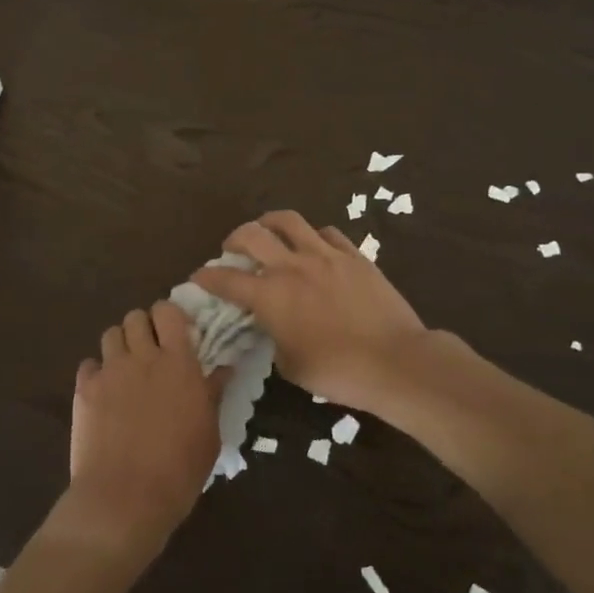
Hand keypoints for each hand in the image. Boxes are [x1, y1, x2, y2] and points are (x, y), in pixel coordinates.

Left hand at [57, 302, 225, 573]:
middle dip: (143, 328)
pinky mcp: (84, 389)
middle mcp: (142, 356)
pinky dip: (96, 372)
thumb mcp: (209, 434)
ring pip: (111, 333)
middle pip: (136, 316)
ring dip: (120, 345)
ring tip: (126, 369)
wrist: (125, 499)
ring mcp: (110, 370)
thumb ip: (213, 394)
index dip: (169, 317)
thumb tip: (224, 368)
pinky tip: (104, 393)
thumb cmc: (178, 471)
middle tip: (150, 352)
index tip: (174, 333)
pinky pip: (89, 364)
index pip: (169, 312)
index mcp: (178, 362)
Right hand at [193, 211, 428, 414]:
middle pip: (251, 234)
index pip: (226, 279)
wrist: (394, 361)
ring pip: (288, 220)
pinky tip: (314, 246)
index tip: (199, 276)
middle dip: (234, 238)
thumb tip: (272, 324)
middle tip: (232, 249)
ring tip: (268, 230)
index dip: (207, 276)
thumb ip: (273, 337)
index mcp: (270, 296)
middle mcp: (291, 266)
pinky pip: (327, 232)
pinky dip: (312, 236)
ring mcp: (324, 255)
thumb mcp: (290, 364)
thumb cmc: (337, 371)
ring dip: (269, 223)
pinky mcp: (353, 255)